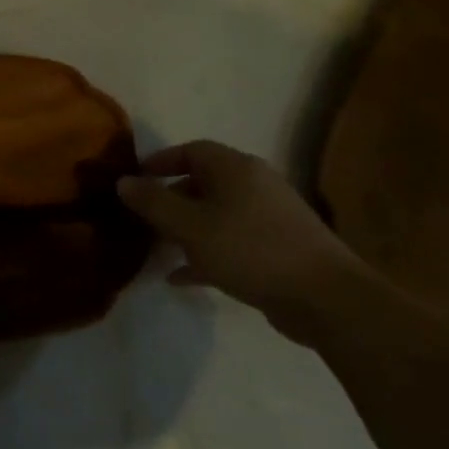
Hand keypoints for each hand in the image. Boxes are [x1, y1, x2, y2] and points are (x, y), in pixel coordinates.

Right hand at [117, 141, 371, 340]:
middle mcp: (254, 185)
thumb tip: (123, 181)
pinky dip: (206, 253)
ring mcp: (269, 218)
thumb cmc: (250, 249)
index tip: (135, 180)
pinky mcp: (277, 249)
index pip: (191, 150)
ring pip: (216, 215)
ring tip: (158, 248)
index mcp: (235, 168)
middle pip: (203, 182)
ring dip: (186, 229)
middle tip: (144, 218)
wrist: (325, 298)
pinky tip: (181, 277)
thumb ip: (153, 202)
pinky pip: (231, 242)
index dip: (160, 161)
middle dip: (170, 198)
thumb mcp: (190, 226)